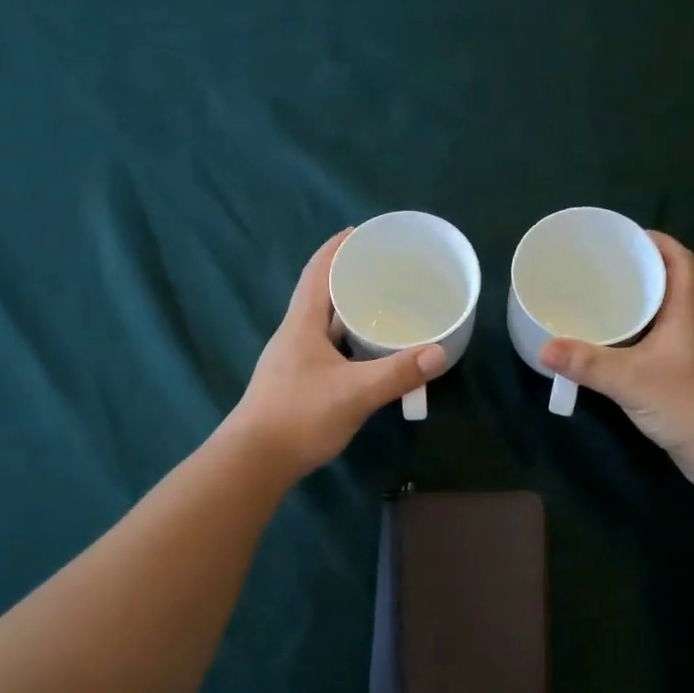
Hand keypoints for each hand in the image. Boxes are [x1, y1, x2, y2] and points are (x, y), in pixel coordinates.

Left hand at [227, 230, 448, 477]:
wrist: (254, 461)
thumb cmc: (300, 417)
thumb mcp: (354, 393)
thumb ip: (397, 373)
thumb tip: (438, 352)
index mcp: (301, 324)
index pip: (317, 272)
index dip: (336, 248)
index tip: (359, 232)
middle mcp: (293, 335)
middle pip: (320, 294)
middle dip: (347, 277)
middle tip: (383, 270)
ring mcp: (292, 360)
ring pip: (323, 324)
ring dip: (347, 310)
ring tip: (380, 305)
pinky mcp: (296, 382)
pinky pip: (326, 347)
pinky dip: (346, 340)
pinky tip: (366, 351)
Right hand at [539, 232, 693, 490]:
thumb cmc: (689, 402)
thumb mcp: (632, 379)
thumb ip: (588, 364)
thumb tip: (544, 347)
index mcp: (684, 313)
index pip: (679, 262)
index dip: (658, 242)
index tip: (626, 237)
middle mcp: (686, 328)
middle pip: (665, 287)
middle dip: (635, 273)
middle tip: (596, 270)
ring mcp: (683, 355)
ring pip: (656, 319)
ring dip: (630, 308)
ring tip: (593, 303)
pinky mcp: (676, 379)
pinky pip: (649, 346)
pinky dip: (628, 340)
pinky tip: (605, 349)